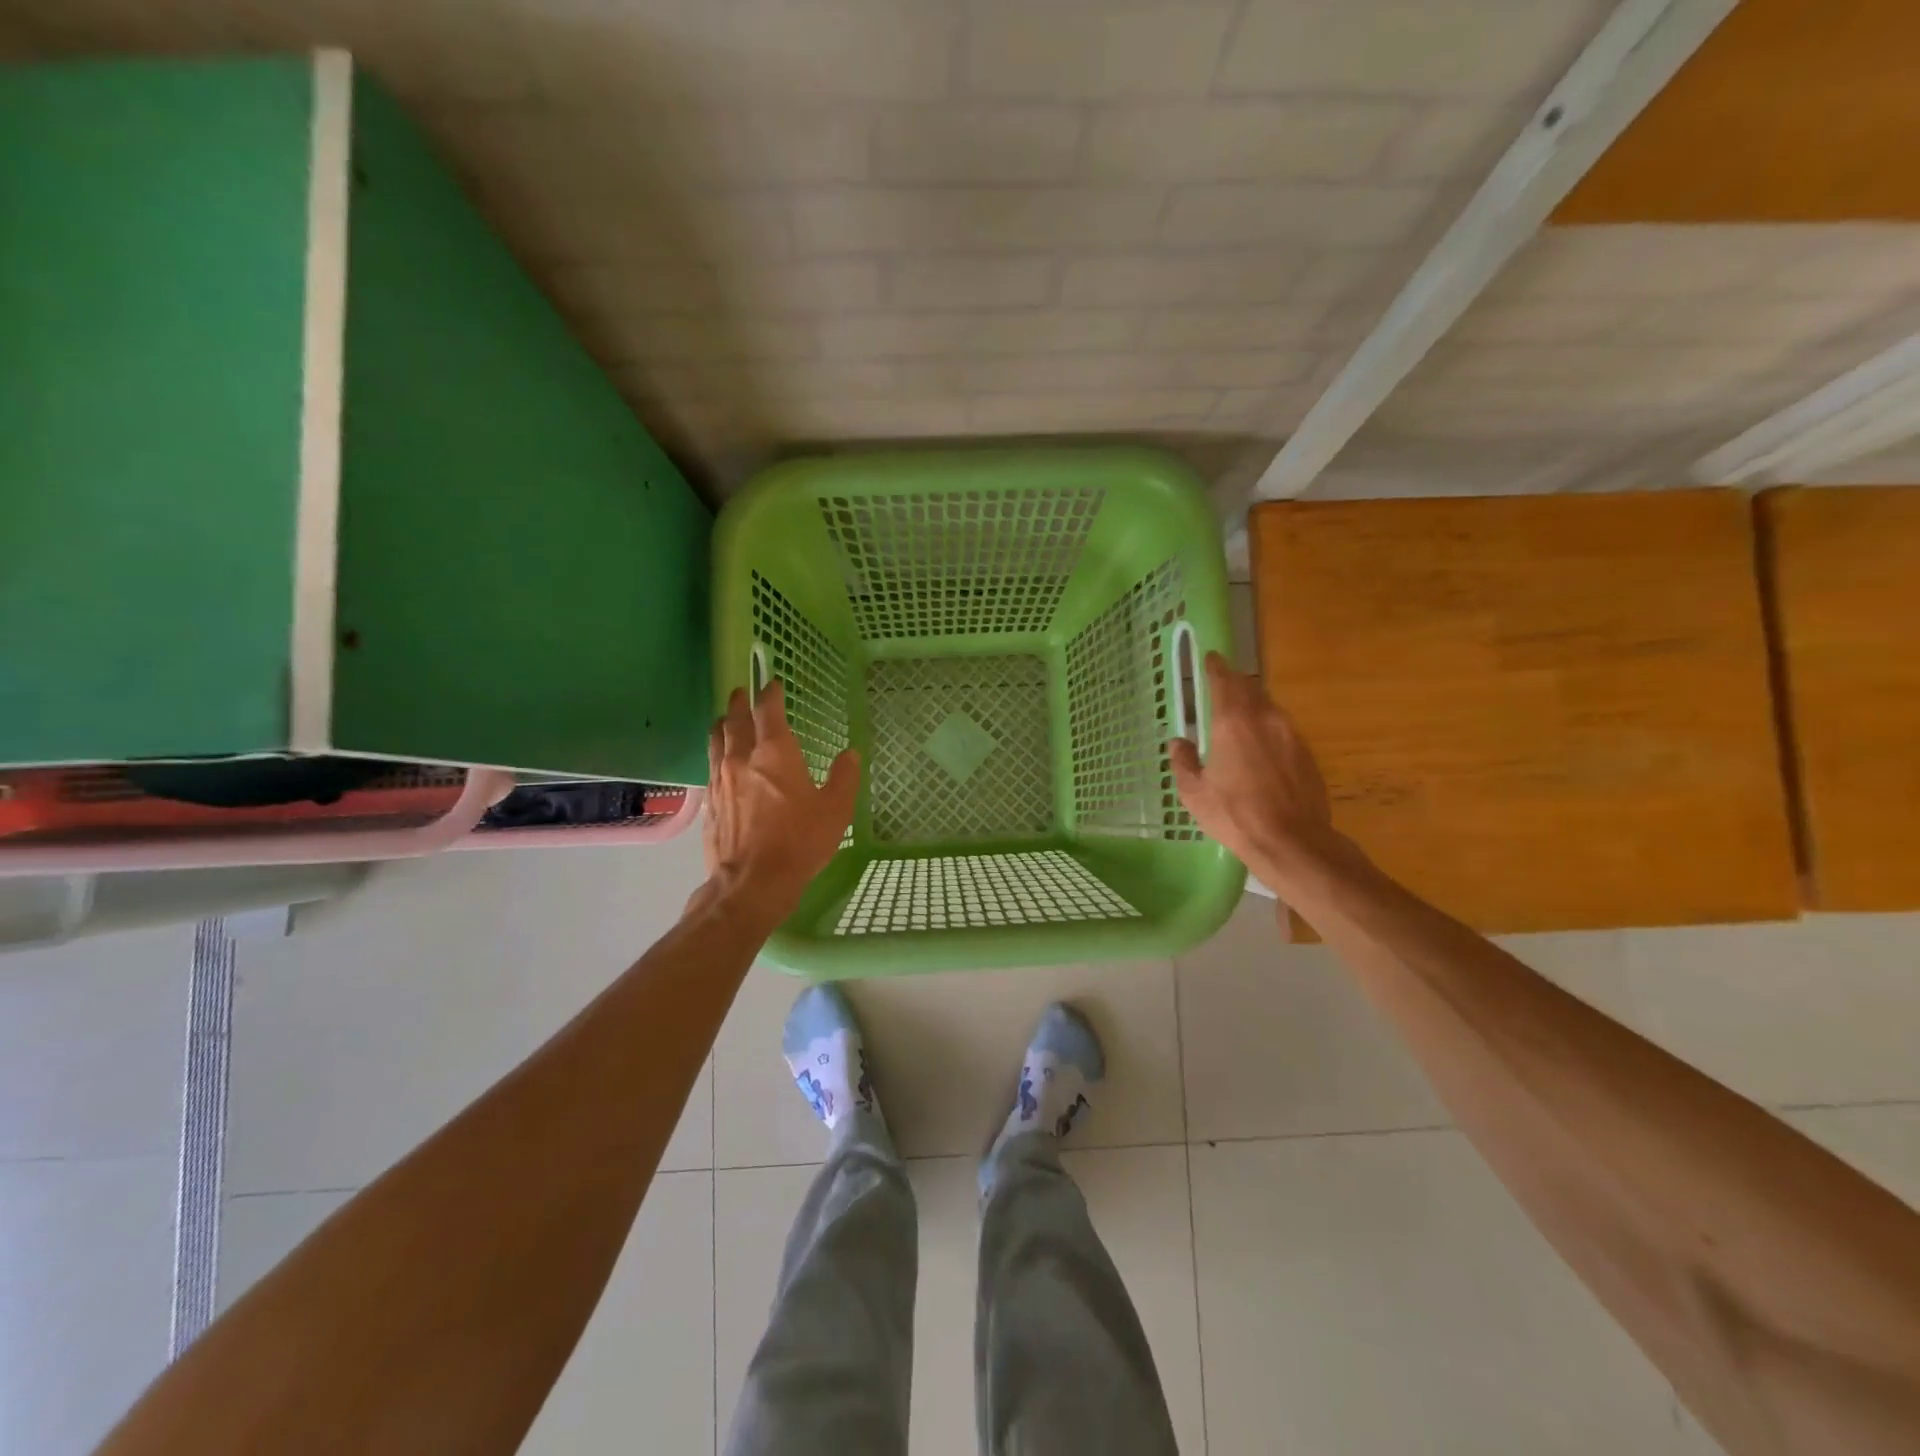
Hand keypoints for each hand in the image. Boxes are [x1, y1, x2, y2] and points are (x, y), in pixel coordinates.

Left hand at [699, 680, 859, 924]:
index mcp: (775, 753)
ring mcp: (720, 781)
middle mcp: (742, 759)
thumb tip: (850, 754)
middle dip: (739, 703)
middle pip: (734, 721)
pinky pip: (710, 767)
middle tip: (741, 692)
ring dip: (721, 725)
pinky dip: (715, 755)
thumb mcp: (835, 810)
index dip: (770, 694)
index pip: (768, 711)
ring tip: (723, 718)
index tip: (772, 683)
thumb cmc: (800, 841)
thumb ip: (844, 778)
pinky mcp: (709, 803)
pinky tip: (718, 762)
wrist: (753, 882)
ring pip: (716, 741)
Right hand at [1169, 653, 1348, 896]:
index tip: (1211, 658)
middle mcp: (1264, 718)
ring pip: (1269, 706)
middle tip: (1222, 681)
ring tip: (1240, 712)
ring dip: (1253, 702)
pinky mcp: (1306, 752)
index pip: (1224, 681)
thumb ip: (1184, 762)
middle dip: (1235, 681)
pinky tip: (1261, 743)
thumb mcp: (1195, 792)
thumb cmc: (1234, 814)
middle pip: (1250, 687)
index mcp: (1232, 722)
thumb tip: (1178, 742)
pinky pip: (1283, 727)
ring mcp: (1290, 734)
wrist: (1292, 840)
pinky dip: (1268, 726)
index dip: (1215, 667)